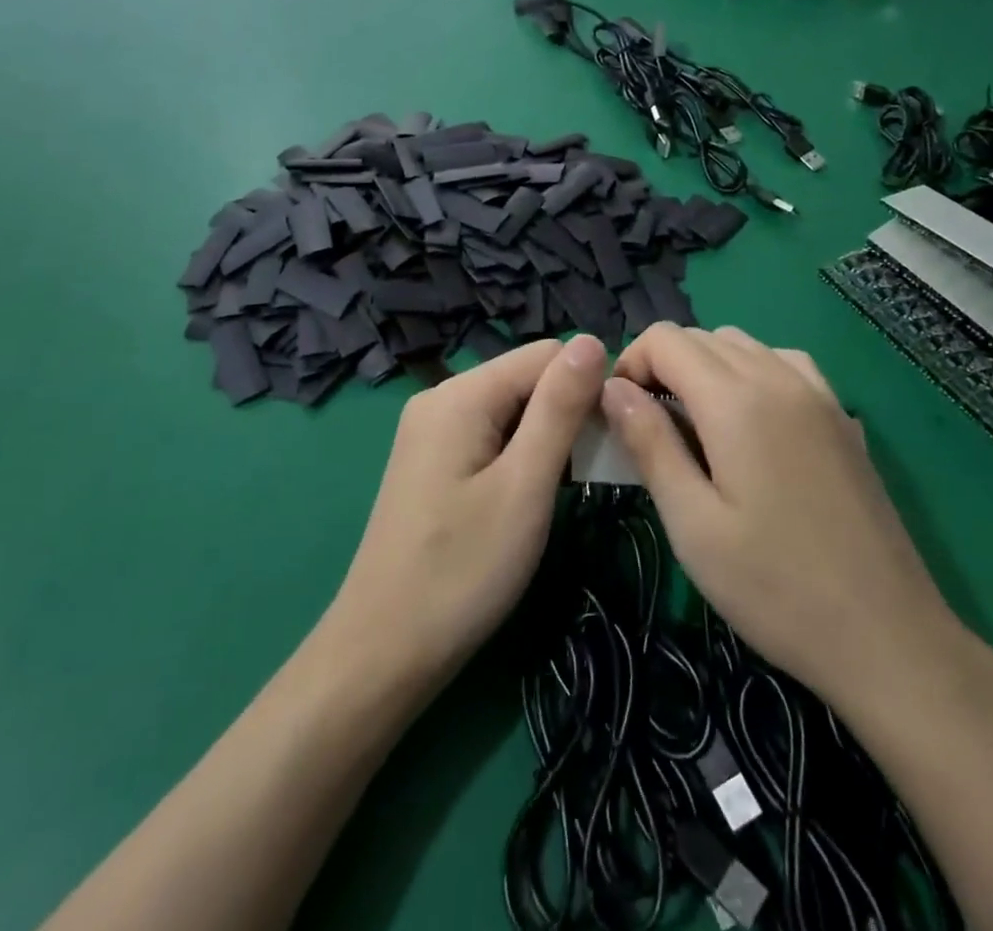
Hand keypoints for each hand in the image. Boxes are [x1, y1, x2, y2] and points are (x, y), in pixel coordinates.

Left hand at [327, 335, 606, 687]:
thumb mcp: (524, 486)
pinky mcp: (431, 459)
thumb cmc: (463, 571)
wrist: (384, 651)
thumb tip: (591, 340)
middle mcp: (442, 397)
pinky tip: (526, 496)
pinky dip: (519, 455)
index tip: (608, 443)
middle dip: (565, 414)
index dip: (587, 389)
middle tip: (586, 476)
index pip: (547, 355)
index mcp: (461, 393)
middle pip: (527, 378)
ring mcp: (431, 429)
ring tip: (559, 491)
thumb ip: (560, 408)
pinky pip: (490, 434)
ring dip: (545, 439)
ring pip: (512, 408)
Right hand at [603, 324, 959, 705]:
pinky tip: (751, 421)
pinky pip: (784, 363)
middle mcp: (778, 377)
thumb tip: (612, 389)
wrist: (888, 635)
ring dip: (705, 366)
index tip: (619, 415)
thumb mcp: (692, 524)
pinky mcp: (841, 416)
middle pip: (701, 336)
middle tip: (648, 427)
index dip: (630, 364)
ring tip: (695, 425)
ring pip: (743, 345)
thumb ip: (650, 444)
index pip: (665, 340)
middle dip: (662, 366)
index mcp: (736, 400)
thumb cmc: (775, 587)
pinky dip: (752, 372)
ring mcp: (818, 393)